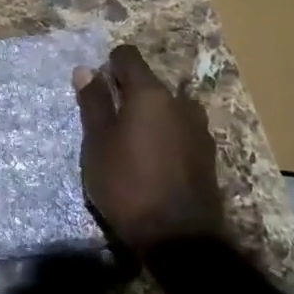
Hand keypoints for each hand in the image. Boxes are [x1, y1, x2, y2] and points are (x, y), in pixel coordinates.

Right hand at [74, 44, 226, 255]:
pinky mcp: (207, 153)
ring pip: (168, 107)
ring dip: (150, 115)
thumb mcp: (98, 144)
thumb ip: (94, 104)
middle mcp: (179, 101)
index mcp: (150, 93)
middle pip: (149, 83)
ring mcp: (198, 127)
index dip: (109, 65)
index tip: (97, 88)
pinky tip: (154, 161)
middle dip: (128, 93)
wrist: (178, 236)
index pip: (128, 56)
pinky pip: (180, 130)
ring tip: (133, 143)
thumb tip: (86, 70)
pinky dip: (165, 135)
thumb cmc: (127, 184)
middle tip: (108, 122)